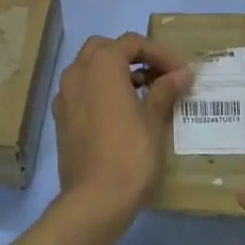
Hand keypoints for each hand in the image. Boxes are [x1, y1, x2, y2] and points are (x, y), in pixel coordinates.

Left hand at [53, 33, 193, 226]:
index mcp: (102, 65)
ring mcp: (65, 96)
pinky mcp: (61, 120)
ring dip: (116, 73)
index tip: (181, 71)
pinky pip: (83, 92)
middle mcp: (78, 73)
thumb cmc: (130, 154)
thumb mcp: (154, 120)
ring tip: (145, 92)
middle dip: (133, 56)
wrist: (94, 201)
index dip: (160, 53)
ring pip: (91, 69)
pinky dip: (101, 91)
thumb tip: (182, 74)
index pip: (133, 43)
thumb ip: (166, 90)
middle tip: (159, 74)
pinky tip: (122, 112)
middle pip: (106, 49)